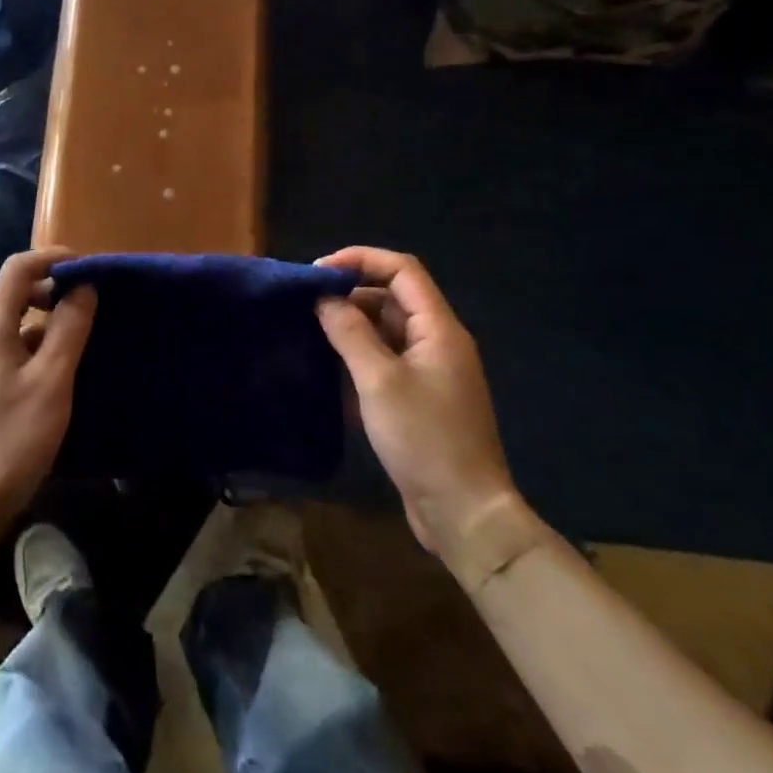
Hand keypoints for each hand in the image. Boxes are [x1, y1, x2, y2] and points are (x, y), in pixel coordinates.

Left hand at [0, 247, 95, 525]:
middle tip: (93, 301)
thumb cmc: (14, 438)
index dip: (53, 258)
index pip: (18, 268)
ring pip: (16, 320)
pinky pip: (13, 345)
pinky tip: (65, 365)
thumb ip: (69, 328)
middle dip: (54, 288)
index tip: (90, 267)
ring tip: (86, 332)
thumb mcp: (52, 380)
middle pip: (15, 291)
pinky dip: (39, 343)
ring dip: (49, 318)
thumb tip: (84, 287)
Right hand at [315, 247, 517, 556]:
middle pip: (393, 296)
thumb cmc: (424, 439)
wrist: (465, 513)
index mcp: (439, 329)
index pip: (402, 270)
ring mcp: (431, 370)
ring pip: (388, 328)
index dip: (361, 260)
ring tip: (312, 330)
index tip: (318, 271)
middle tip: (307, 304)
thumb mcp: (378, 380)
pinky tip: (331, 365)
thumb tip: (323, 298)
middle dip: (351, 292)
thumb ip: (350, 332)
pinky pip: (387, 357)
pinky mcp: (421, 396)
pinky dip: (360, 353)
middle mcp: (439, 341)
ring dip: (353, 323)